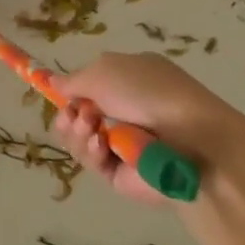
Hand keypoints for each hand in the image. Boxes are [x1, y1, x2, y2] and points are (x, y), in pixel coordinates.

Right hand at [50, 52, 235, 206]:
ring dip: (77, 130)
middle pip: (78, 115)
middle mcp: (126, 111)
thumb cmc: (149, 93)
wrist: (191, 140)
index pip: (91, 86)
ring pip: (79, 139)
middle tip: (74, 114)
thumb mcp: (104, 71)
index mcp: (129, 80)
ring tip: (89, 127)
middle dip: (68, 113)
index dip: (72, 90)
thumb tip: (54, 82)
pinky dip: (90, 151)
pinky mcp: (119, 173)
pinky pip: (91, 161)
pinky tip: (101, 145)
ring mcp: (123, 144)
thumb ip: (73, 79)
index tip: (57, 93)